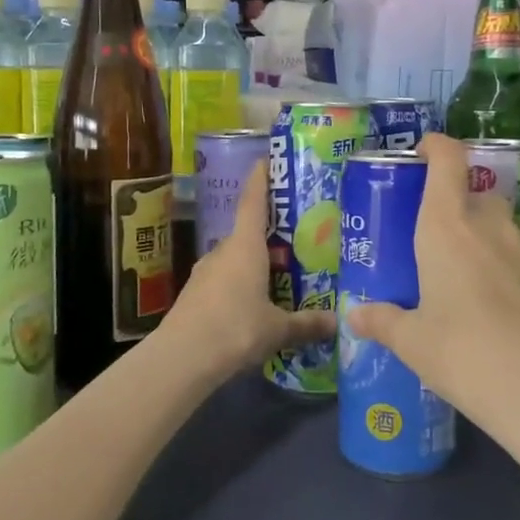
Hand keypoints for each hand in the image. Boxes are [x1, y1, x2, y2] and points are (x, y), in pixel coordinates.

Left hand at [157, 166, 332, 382]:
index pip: (253, 202)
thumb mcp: (278, 329)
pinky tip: (252, 306)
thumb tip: (337, 323)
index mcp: (245, 247)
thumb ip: (307, 324)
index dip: (259, 180)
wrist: (182, 358)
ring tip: (277, 277)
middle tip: (293, 239)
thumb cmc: (235, 329)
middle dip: (267, 235)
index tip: (264, 160)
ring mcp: (204, 273)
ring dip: (253, 264)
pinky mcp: (194, 295)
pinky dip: (239, 286)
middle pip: (246, 234)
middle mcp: (222, 252)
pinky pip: (223, 282)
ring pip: (234, 260)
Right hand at [345, 135, 519, 428]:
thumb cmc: (464, 355)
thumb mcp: (413, 342)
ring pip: (503, 228)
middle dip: (458, 205)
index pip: (448, 161)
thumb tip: (355, 316)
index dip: (437, 146)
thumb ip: (383, 322)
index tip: (423, 151)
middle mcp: (491, 227)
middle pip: (477, 194)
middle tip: (438, 240)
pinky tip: (502, 311)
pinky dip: (509, 271)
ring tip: (469, 283)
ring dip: (485, 240)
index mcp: (447, 228)